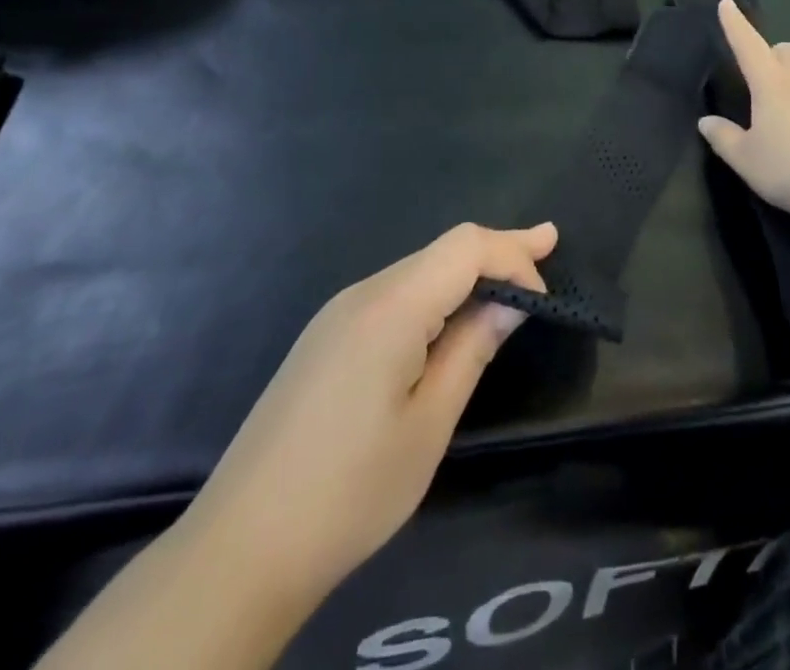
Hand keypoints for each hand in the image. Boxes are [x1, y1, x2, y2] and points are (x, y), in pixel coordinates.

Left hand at [179, 222, 556, 611]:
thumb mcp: (429, 424)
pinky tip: (451, 317)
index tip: (548, 291)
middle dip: (498, 251)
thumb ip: (471, 348)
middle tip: (548, 246)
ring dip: (467, 272)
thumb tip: (509, 300)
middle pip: (443, 250)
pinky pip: (394, 294)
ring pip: (418, 270)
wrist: (241, 544)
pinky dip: (435, 294)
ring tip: (510, 282)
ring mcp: (338, 312)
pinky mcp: (326, 336)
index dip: (513, 254)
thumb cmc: (351, 491)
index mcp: (391, 306)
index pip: (465, 246)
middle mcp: (363, 291)